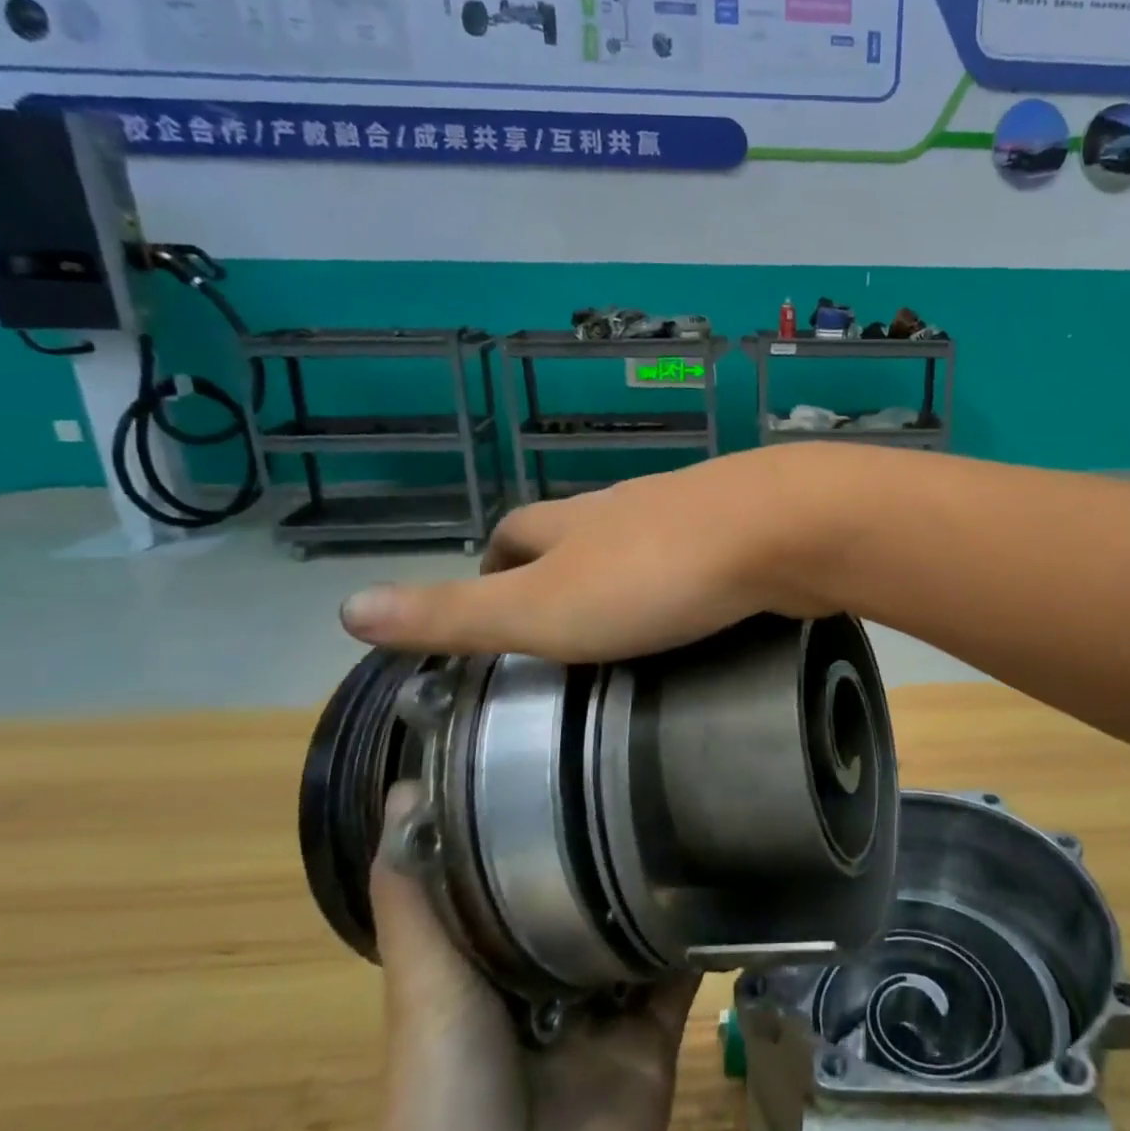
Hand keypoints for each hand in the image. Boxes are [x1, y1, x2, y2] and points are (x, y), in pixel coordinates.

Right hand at [340, 446, 844, 660]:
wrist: (782, 531)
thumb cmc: (655, 577)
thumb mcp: (542, 609)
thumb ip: (456, 611)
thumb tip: (347, 608)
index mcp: (576, 522)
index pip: (515, 529)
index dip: (493, 559)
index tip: (489, 597)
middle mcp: (630, 506)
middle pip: (579, 529)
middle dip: (561, 564)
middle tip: (562, 621)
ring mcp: (693, 512)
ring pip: (644, 539)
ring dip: (627, 572)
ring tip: (628, 624)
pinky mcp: (747, 530)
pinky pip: (703, 555)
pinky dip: (688, 580)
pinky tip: (701, 611)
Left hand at [368, 782, 698, 1130]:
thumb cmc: (445, 1114)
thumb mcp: (423, 997)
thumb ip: (418, 905)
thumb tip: (408, 791)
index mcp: (487, 964)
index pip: (513, 870)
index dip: (531, 815)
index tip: (561, 745)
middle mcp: (548, 977)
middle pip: (581, 894)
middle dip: (605, 840)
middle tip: (641, 757)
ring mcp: (605, 1007)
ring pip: (635, 924)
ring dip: (656, 877)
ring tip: (688, 797)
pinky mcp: (655, 1034)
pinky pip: (682, 970)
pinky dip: (698, 931)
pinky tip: (721, 874)